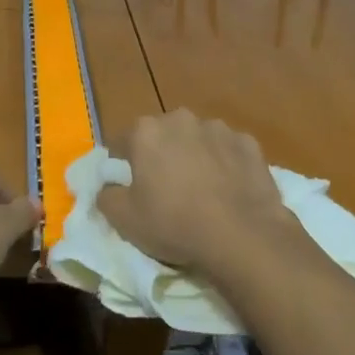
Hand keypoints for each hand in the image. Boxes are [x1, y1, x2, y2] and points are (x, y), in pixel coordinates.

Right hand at [96, 110, 299, 277]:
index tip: (129, 186)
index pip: (122, 142)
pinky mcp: (248, 143)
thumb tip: (108, 187)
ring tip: (202, 192)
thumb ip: (106, 196)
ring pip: (198, 140)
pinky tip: (230, 191)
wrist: (241, 235)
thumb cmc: (174, 224)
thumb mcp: (124, 220)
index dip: (123, 164)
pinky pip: (229, 151)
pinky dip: (226, 164)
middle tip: (167, 190)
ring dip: (195, 157)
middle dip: (162, 155)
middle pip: (162, 136)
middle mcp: (180, 119)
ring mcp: (218, 128)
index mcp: (146, 131)